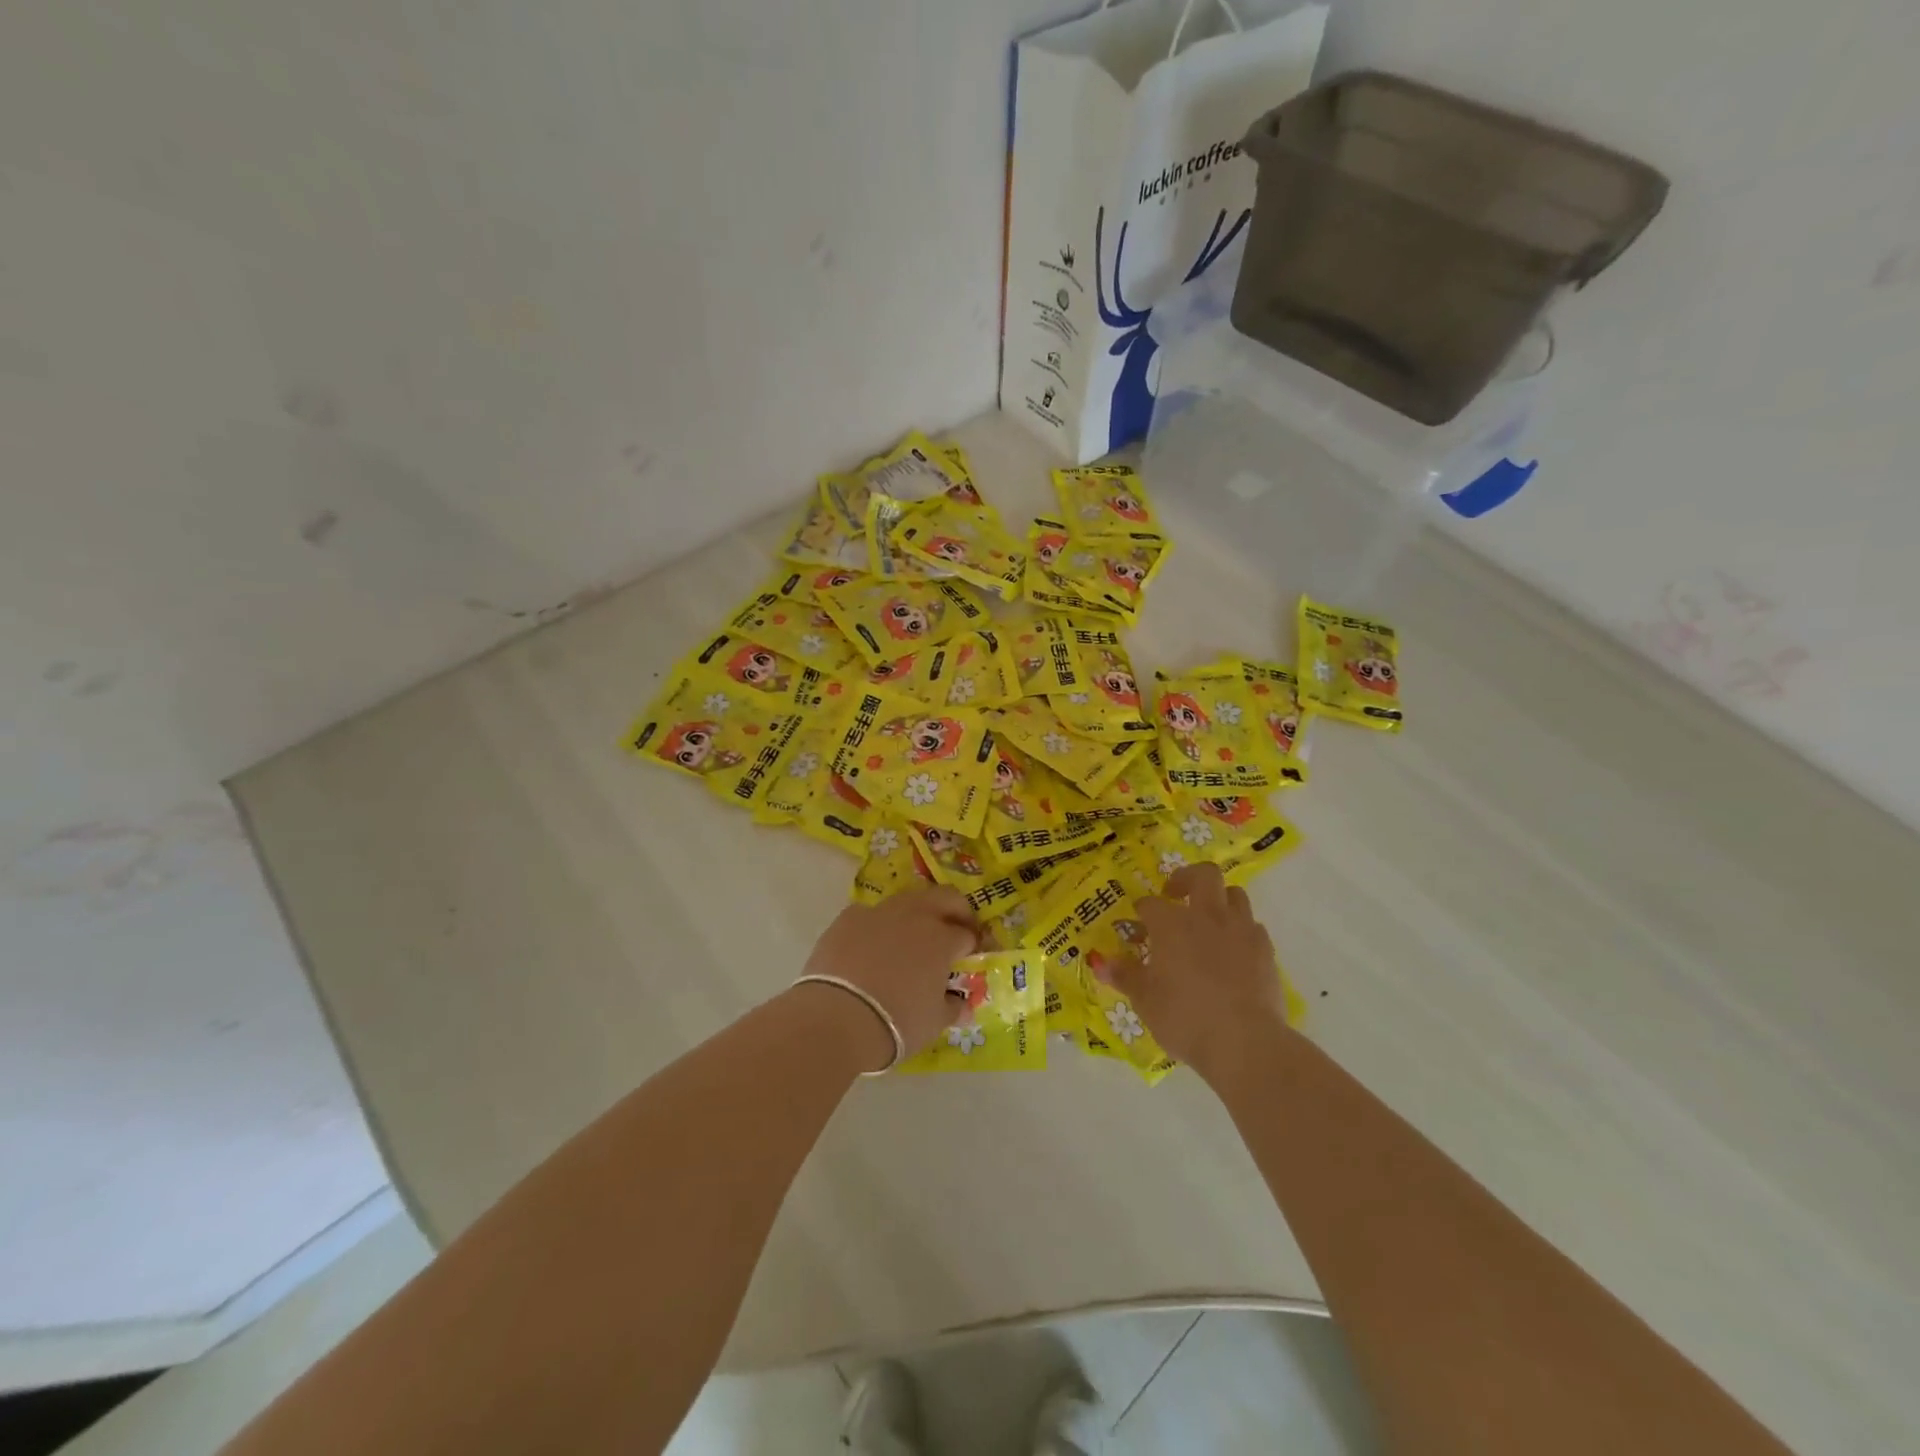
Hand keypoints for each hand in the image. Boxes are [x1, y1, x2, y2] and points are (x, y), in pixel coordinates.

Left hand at [801, 888, 981, 1064]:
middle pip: (945, 897)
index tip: (973, 956)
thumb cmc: (896, 1022)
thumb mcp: (934, 1022)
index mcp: (941, 938)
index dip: (974, 945)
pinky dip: (879, 925)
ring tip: (913, 937)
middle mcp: (914, 915)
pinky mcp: (848, 918)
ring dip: (918, 913)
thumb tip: (963, 1005)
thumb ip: (953, 1007)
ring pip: (908, 900)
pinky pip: (871, 914)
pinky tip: (873, 946)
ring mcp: (879, 912)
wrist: (836, 1018)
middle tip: (955, 931)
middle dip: (956, 911)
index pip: (968, 934)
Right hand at [1113, 863, 1287, 1080]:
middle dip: (1187, 878)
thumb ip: (1125, 976)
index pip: (1151, 904)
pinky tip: (1232, 951)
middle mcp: (1207, 916)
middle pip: (1203, 875)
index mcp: (1172, 923)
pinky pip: (1252, 926)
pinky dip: (1239, 930)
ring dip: (1219, 900)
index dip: (1142, 912)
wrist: (1244, 1041)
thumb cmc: (1184, 1017)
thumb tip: (1102, 963)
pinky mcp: (1265, 950)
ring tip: (1207, 921)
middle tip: (1175, 895)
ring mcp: (1240, 930)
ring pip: (1234, 894)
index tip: (1137, 926)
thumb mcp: (1145, 1000)